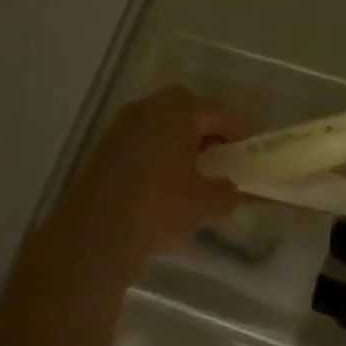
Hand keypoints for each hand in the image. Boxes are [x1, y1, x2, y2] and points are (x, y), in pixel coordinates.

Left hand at [54, 88, 246, 262]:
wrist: (95, 235)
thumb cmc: (159, 208)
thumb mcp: (207, 205)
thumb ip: (227, 193)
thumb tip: (229, 190)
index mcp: (175, 111)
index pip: (217, 112)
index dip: (238, 130)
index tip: (249, 150)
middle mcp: (146, 109)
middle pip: (186, 112)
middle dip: (207, 133)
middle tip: (222, 158)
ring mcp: (120, 128)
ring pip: (161, 128)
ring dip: (180, 145)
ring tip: (196, 176)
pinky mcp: (104, 151)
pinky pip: (142, 145)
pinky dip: (159, 158)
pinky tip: (167, 187)